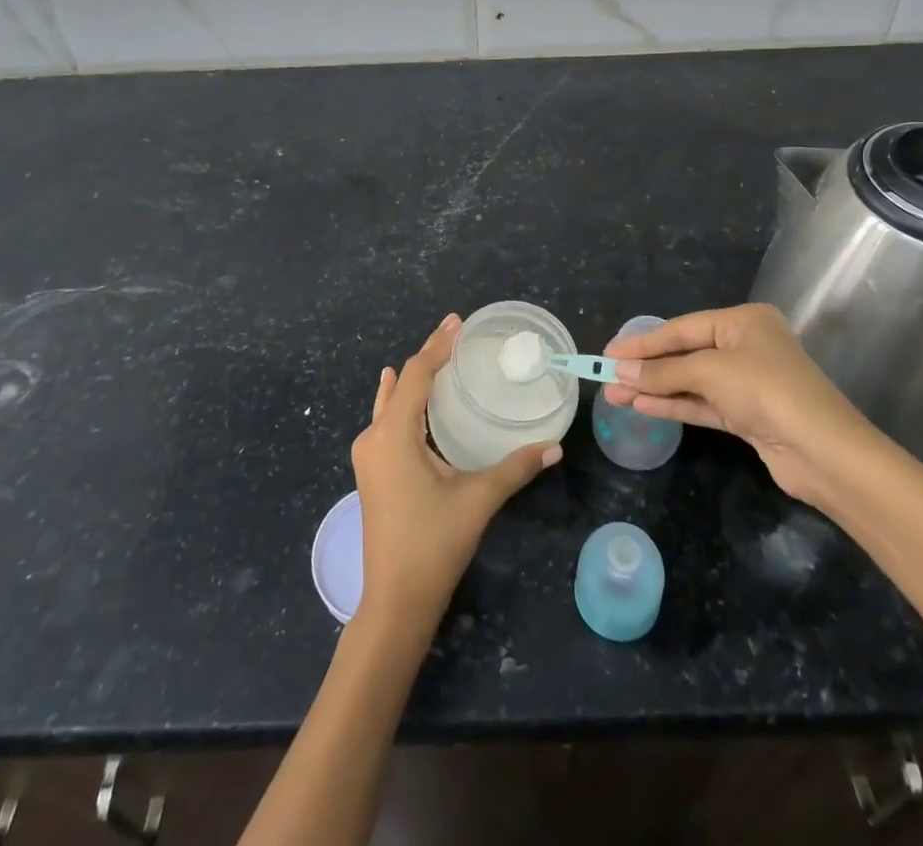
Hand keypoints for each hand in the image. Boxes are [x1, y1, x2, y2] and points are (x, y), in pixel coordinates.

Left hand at [351, 315, 561, 625]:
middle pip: (401, 383)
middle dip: (428, 356)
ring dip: (413, 378)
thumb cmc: (434, 544)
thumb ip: (515, 468)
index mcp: (394, 434)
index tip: (458, 322)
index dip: (437, 345)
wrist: (395, 601)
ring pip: (390, 402)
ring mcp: (368, 455)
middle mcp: (373, 436)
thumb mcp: (477, 499)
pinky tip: (403, 395)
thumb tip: (554, 446)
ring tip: (438, 356)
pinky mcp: (371, 471)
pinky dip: (401, 401)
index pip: (416, 374)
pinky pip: (385, 420)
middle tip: (456, 334)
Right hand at [602, 302, 888, 507]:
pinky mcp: (748, 415)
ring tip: (615, 396)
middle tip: (606, 376)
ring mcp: (747, 382)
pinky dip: (673, 405)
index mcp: (743, 322)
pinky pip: (702, 404)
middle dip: (646, 367)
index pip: (682, 328)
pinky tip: (642, 407)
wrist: (824, 453)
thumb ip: (663, 371)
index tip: (609, 353)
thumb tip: (619, 372)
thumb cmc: (766, 391)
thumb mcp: (711, 372)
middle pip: (685, 353)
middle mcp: (746, 346)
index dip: (643, 342)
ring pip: (691, 381)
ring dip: (654, 388)